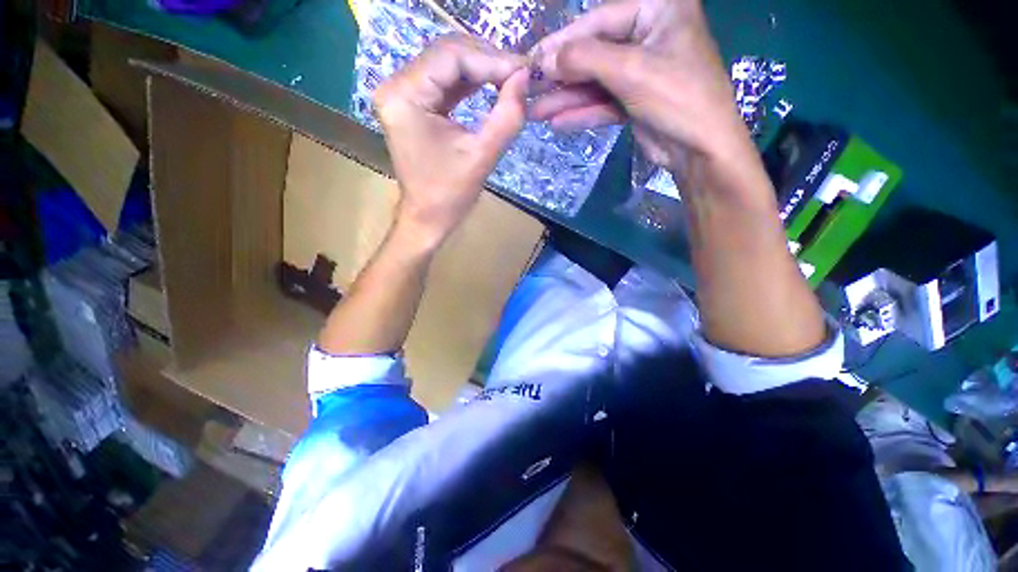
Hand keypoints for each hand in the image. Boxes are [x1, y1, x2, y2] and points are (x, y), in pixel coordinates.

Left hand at [374, 35, 529, 247]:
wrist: (427, 217)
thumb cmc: (449, 195)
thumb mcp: (482, 156)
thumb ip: (507, 115)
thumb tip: (525, 77)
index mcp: (405, 96)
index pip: (452, 57)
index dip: (492, 60)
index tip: (526, 70)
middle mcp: (396, 86)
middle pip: (447, 53)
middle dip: (487, 60)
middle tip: (521, 73)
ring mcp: (402, 93)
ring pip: (447, 63)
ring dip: (481, 69)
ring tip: (511, 78)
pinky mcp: (412, 103)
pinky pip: (444, 81)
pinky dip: (470, 82)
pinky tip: (492, 85)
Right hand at [531, 0, 750, 182]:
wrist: (700, 150)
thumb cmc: (676, 97)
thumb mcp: (630, 71)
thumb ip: (585, 59)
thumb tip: (546, 60)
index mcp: (657, 10)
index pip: (599, 22)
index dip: (562, 43)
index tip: (532, 60)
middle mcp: (648, 36)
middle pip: (594, 54)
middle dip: (561, 77)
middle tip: (529, 90)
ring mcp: (641, 72)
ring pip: (596, 83)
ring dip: (566, 99)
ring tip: (536, 113)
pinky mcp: (635, 101)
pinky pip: (603, 103)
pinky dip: (582, 113)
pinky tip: (558, 123)